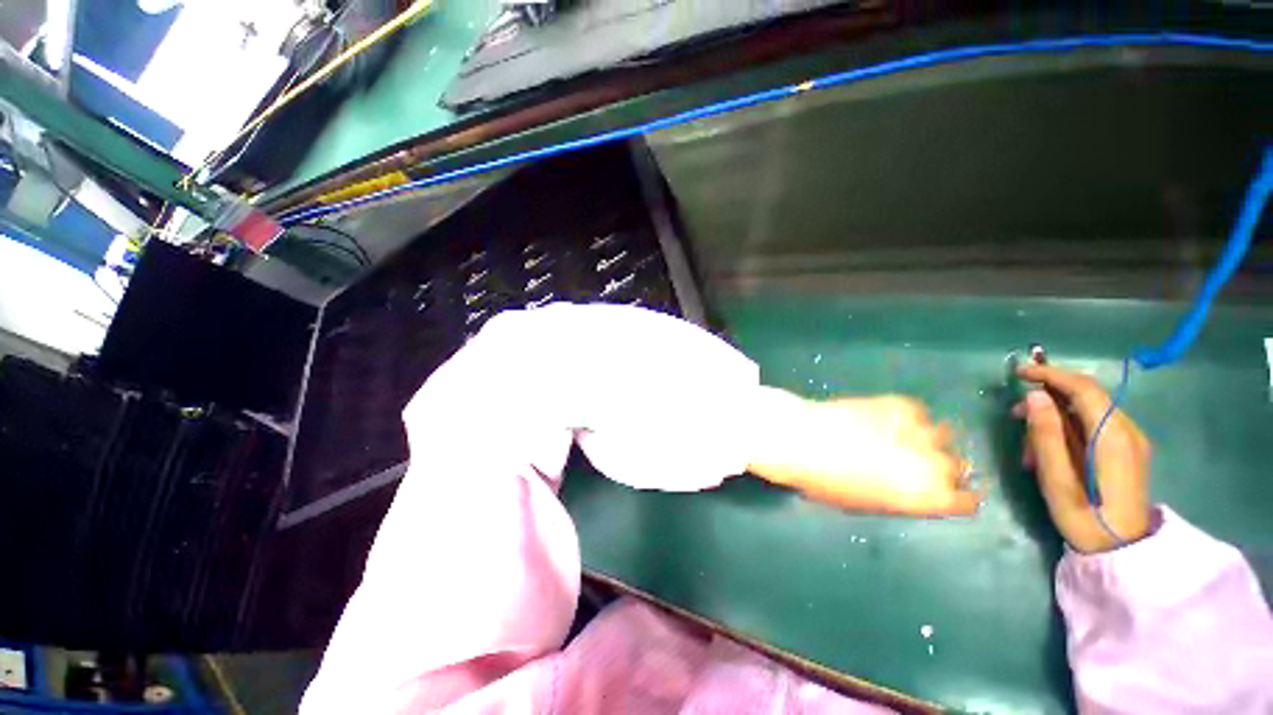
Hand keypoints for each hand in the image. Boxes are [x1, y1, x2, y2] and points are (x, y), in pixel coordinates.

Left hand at [748, 391, 978, 515]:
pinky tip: (888, 420)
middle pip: (958, 467)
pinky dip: (909, 417)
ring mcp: (919, 430)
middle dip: (942, 468)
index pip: (968, 501)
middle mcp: (934, 464)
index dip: (958, 497)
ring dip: (928, 440)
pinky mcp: (901, 403)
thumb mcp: (865, 504)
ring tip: (902, 438)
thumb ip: (901, 499)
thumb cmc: (824, 480)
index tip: (949, 492)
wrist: (801, 438)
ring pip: (943, 436)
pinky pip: (920, 412)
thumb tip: (914, 492)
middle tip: (916, 463)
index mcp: (926, 497)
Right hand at [1015, 364, 1152, 552]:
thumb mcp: (1055, 479)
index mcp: (1112, 437)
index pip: (1084, 389)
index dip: (1051, 375)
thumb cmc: (1084, 518)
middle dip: (1049, 399)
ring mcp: (1131, 441)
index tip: (1020, 373)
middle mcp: (1128, 431)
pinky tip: (1052, 452)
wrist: (1122, 552)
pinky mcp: (1128, 451)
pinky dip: (1068, 430)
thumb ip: (1046, 435)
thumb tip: (1035, 397)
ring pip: (1088, 412)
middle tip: (1016, 416)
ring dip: (1055, 419)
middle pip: (1087, 397)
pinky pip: (1095, 426)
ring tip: (1031, 447)